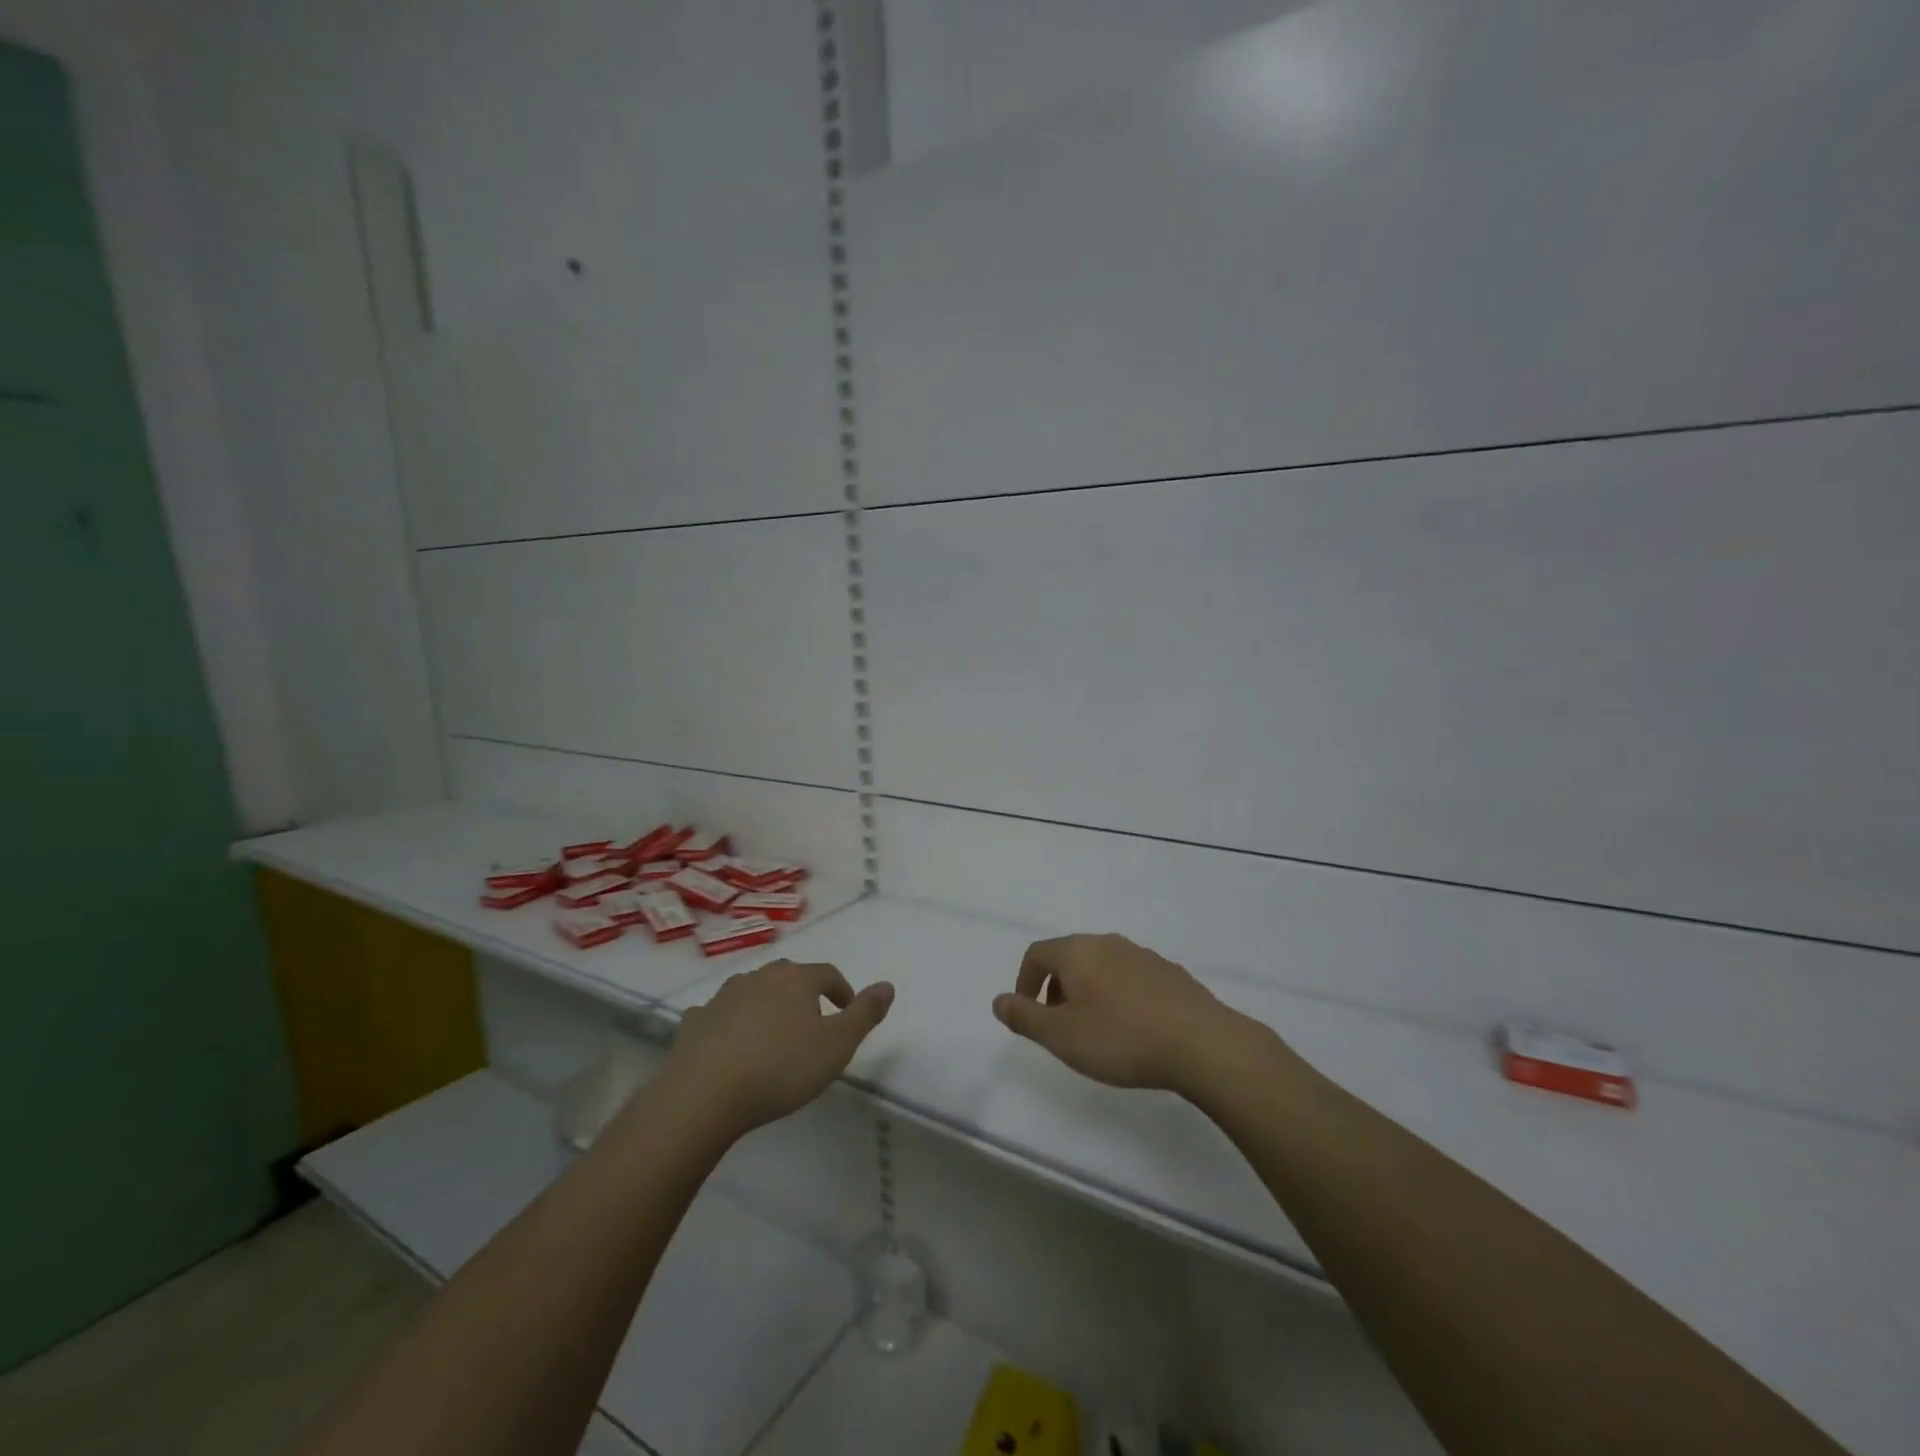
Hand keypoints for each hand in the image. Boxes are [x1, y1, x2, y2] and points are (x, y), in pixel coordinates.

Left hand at [666, 960, 892, 1136]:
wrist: (704, 1094)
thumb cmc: (781, 1068)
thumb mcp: (837, 1045)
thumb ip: (864, 1014)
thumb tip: (888, 985)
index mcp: (795, 980)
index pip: (827, 974)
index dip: (841, 990)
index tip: (847, 1009)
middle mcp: (759, 978)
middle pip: (787, 977)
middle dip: (802, 994)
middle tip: (811, 1021)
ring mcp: (722, 997)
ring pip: (751, 992)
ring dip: (764, 1006)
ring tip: (771, 1035)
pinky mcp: (694, 1022)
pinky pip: (718, 1016)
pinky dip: (728, 1024)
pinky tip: (729, 1046)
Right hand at [993, 933, 1257, 1095]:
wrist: (1201, 1043)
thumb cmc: (1121, 1038)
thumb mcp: (1061, 1036)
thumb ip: (1025, 1017)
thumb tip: (999, 1000)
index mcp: (1077, 951)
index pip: (1037, 954)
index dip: (1025, 982)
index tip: (1029, 1014)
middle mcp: (1108, 943)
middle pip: (1069, 957)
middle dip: (1057, 989)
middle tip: (1060, 1027)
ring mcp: (1142, 954)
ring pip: (1102, 966)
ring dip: (1089, 992)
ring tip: (1096, 1031)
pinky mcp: (1170, 972)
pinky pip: (1131, 978)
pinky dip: (1119, 996)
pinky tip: (1133, 1029)